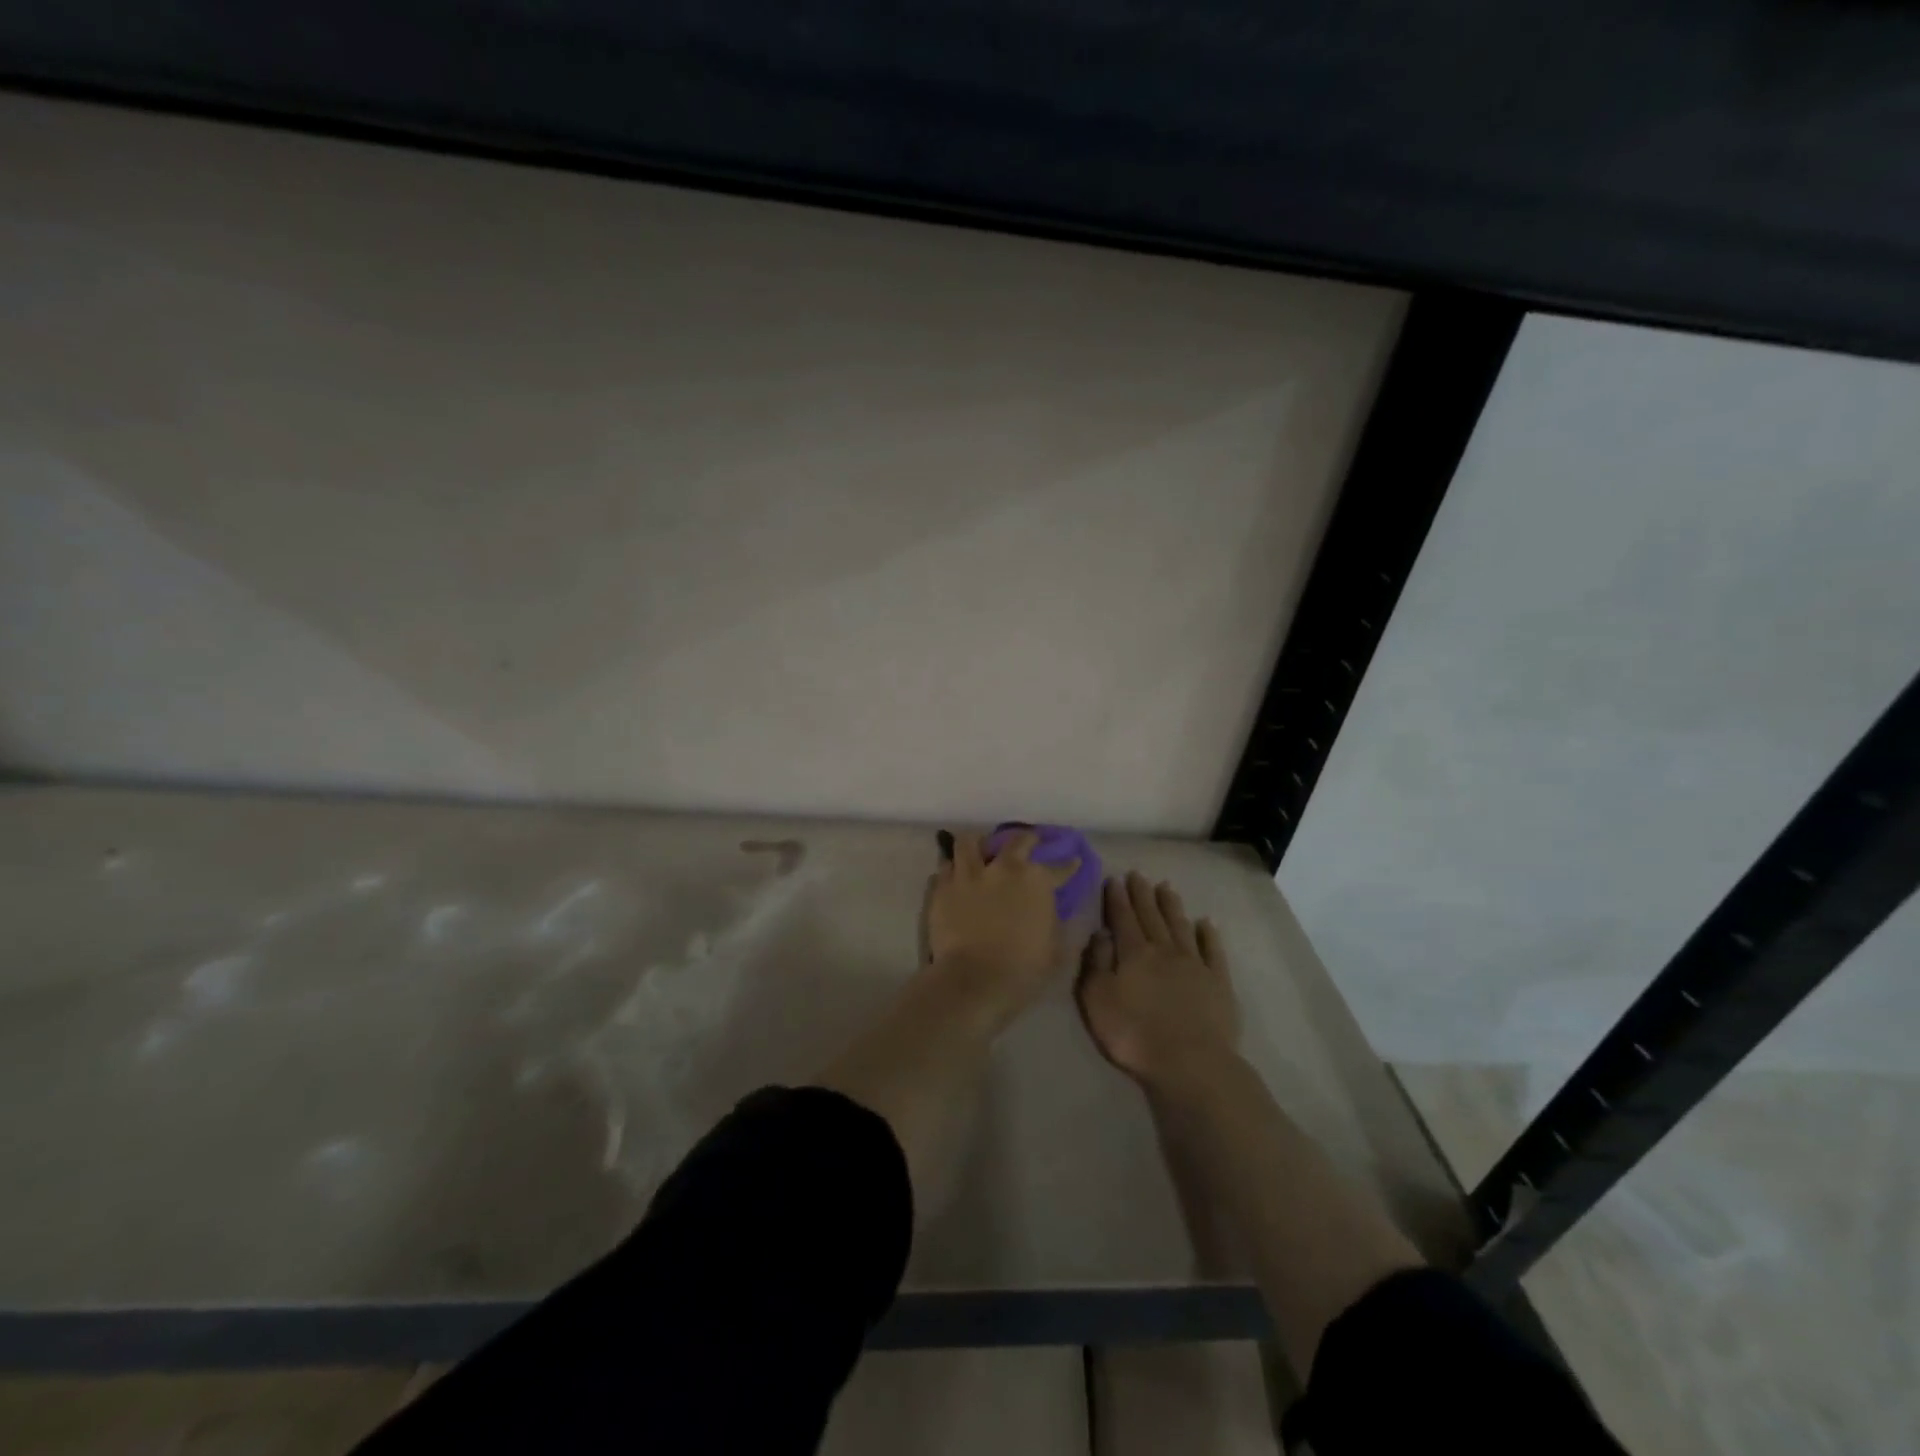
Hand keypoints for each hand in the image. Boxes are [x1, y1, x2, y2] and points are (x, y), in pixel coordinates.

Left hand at [925, 830, 1079, 1028]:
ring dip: (978, 844)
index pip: (1059, 867)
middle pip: (1016, 840)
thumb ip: (1059, 924)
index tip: (1073, 861)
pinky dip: (953, 869)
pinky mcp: (942, 887)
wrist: (974, 979)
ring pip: (970, 842)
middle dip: (1026, 839)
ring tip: (980, 850)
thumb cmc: (1023, 968)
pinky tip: (955, 876)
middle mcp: (1002, 867)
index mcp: (1036, 880)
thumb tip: (1059, 913)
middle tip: (1028, 843)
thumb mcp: (1056, 950)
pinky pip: (945, 867)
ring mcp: (969, 874)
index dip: (1068, 865)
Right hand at [1076, 871, 1240, 1090]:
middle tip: (1138, 874)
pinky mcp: (1218, 982)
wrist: (1189, 1062)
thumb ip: (1096, 963)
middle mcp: (1164, 950)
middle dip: (1142, 894)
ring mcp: (1194, 964)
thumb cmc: (1134, 1034)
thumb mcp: (1097, 999)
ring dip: (1171, 906)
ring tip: (1166, 888)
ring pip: (1180, 926)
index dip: (1117, 898)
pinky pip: (1212, 950)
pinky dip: (1208, 934)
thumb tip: (1100, 933)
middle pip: (1151, 916)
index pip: (1123, 918)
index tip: (1114, 879)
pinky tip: (1205, 923)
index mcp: (1133, 953)